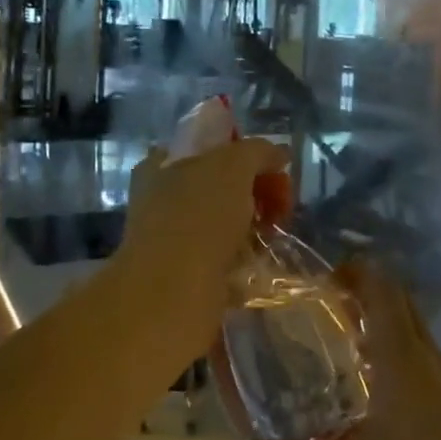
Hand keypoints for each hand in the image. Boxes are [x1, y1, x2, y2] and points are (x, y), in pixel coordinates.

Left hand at [114, 136, 289, 369]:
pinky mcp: (186, 273)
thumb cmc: (198, 216)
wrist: (172, 292)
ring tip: (273, 234)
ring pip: (224, 222)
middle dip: (255, 192)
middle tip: (279, 204)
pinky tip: (260, 261)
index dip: (242, 153)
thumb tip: (278, 154)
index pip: (208, 147)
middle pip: (220, 185)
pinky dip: (245, 258)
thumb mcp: (234, 165)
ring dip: (253, 226)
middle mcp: (161, 198)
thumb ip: (257, 151)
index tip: (271, 168)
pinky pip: (224, 256)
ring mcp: (171, 238)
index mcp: (162, 165)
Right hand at [237, 260, 440, 439]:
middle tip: (325, 310)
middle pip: (403, 307)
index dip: (356, 273)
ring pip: (418, 339)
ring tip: (343, 353)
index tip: (324, 278)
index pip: (383, 293)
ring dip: (385, 331)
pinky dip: (399, 362)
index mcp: (403, 365)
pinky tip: (376, 404)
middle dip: (367, 296)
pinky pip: (427, 369)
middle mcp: (433, 366)